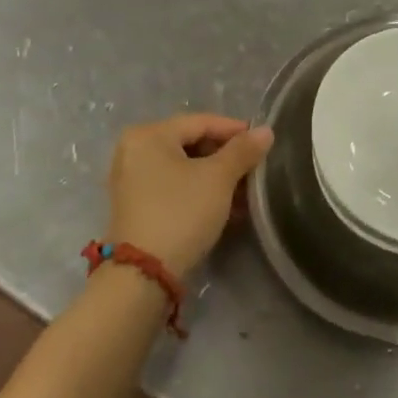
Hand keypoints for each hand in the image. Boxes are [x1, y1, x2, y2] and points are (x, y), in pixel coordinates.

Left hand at [105, 114, 273, 275]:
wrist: (143, 275)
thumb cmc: (181, 213)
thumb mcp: (218, 178)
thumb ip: (243, 150)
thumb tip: (266, 131)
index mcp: (149, 135)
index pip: (202, 122)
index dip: (235, 130)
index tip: (263, 143)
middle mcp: (134, 151)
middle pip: (192, 143)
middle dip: (226, 157)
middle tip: (254, 169)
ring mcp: (132, 180)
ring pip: (185, 167)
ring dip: (216, 177)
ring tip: (245, 191)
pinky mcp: (136, 206)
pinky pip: (174, 186)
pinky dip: (199, 191)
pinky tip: (225, 206)